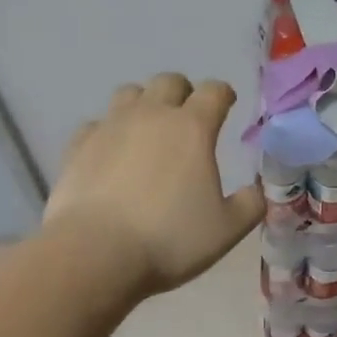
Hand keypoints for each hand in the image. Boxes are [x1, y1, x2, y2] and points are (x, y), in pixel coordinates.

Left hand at [44, 73, 265, 296]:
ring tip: (147, 129)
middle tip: (187, 118)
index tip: (226, 105)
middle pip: (169, 81)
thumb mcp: (226, 230)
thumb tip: (258, 190)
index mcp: (193, 127)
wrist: (93, 255)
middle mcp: (152, 115)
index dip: (223, 94)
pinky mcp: (78, 146)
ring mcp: (111, 126)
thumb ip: (250, 204)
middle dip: (182, 93)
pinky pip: (95, 125)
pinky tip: (110, 153)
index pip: (214, 90)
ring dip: (143, 104)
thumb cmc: (168, 239)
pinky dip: (106, 132)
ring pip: (129, 93)